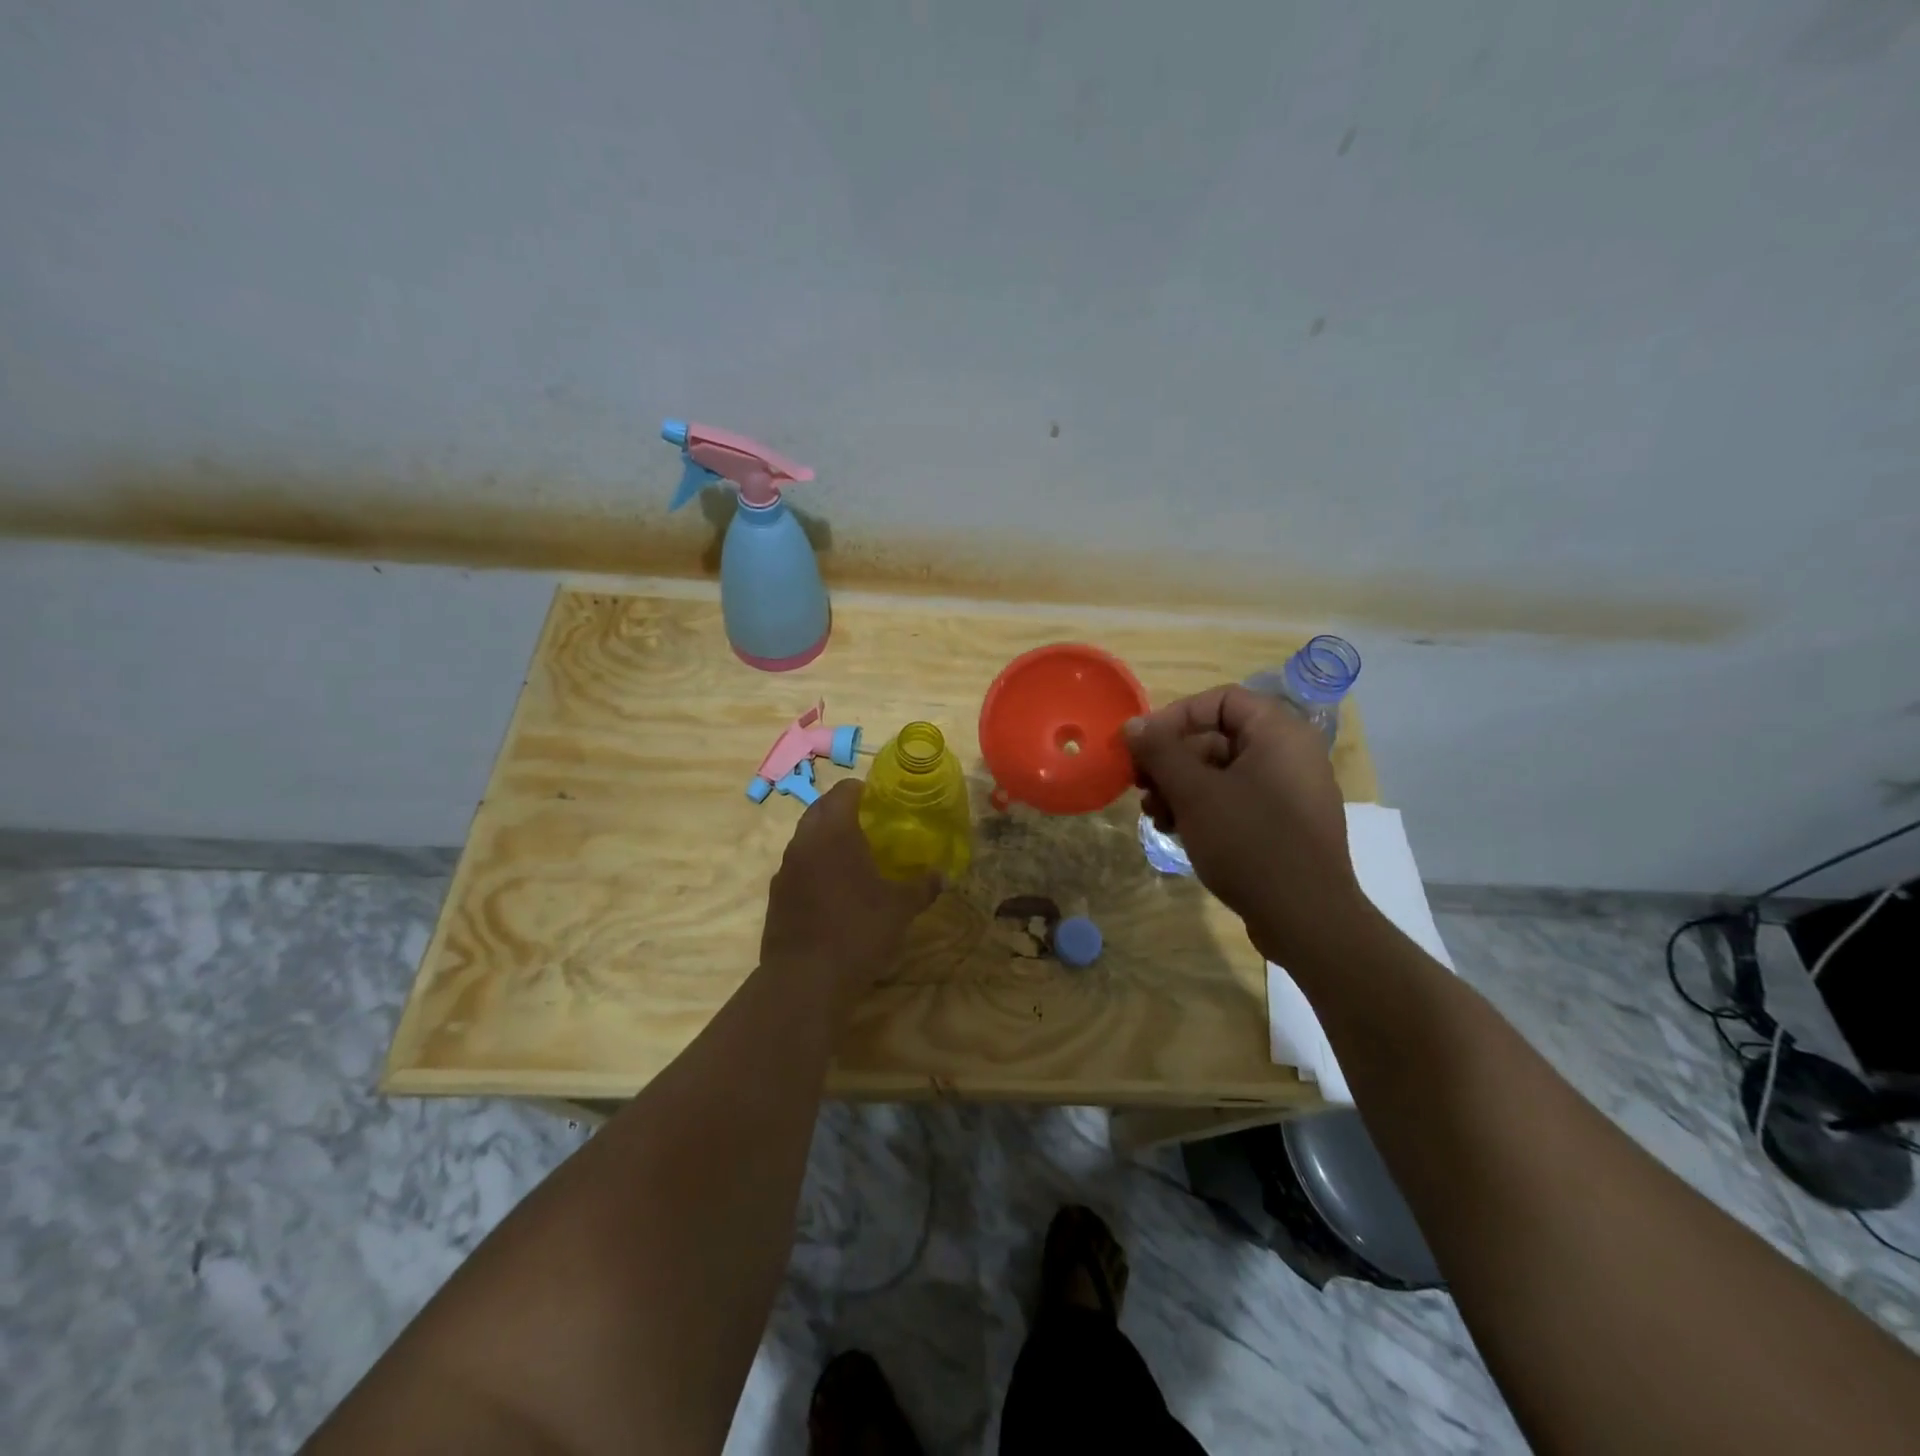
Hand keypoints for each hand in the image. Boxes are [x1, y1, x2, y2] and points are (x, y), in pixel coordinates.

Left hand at [761, 779, 940, 1002]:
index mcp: (833, 832)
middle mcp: (804, 842)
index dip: (863, 790)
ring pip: (806, 838)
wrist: (805, 980)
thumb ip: (922, 886)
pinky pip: (798, 867)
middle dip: (843, 811)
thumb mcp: (900, 909)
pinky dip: (815, 867)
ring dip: (826, 839)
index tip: (882, 801)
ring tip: (854, 857)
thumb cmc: (858, 931)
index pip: (844, 791)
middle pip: (820, 809)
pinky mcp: (776, 896)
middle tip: (871, 825)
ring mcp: (785, 869)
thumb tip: (943, 875)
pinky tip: (834, 890)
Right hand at [1125, 685, 1365, 966]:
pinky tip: (1177, 830)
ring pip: (1222, 772)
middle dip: (1172, 760)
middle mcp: (1290, 753)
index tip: (1143, 745)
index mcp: (1278, 732)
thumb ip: (1160, 751)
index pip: (1220, 700)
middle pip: (1218, 737)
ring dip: (1181, 787)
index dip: (1176, 716)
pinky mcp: (1285, 824)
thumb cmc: (1249, 841)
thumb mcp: (1194, 792)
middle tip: (1140, 786)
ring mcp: (1290, 791)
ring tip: (1154, 815)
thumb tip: (1133, 725)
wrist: (1305, 917)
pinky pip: (1237, 800)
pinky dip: (1204, 808)